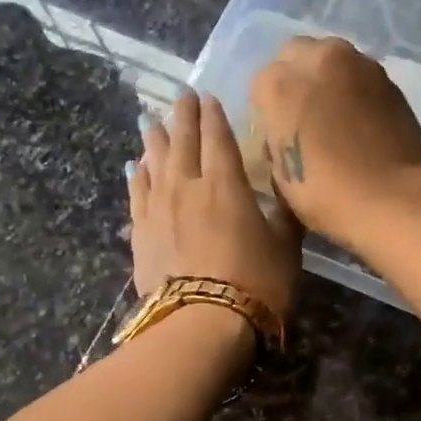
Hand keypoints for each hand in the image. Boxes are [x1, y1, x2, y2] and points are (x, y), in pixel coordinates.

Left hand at [129, 89, 303, 319]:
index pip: (218, 138)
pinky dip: (136, 177)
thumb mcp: (286, 247)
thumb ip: (284, 215)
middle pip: (182, 142)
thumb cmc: (256, 284)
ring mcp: (159, 209)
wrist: (203, 324)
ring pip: (154, 163)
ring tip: (150, 122)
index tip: (209, 97)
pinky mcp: (141, 233)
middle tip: (181, 96)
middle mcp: (188, 187)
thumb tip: (286, 194)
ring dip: (153, 140)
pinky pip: (137, 195)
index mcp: (227, 184)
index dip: (214, 116)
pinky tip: (134, 168)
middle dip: (183, 116)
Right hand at [249, 37, 420, 248]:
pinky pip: (361, 77)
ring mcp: (359, 64)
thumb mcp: (282, 175)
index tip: (279, 133)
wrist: (394, 198)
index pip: (261, 85)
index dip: (268, 111)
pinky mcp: (389, 79)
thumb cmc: (326, 194)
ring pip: (332, 59)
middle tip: (304, 115)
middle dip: (296, 78)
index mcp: (280, 84)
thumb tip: (286, 134)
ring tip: (335, 116)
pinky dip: (355, 91)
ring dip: (328, 79)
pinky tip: (360, 121)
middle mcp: (318, 60)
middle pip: (296, 56)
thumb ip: (277, 140)